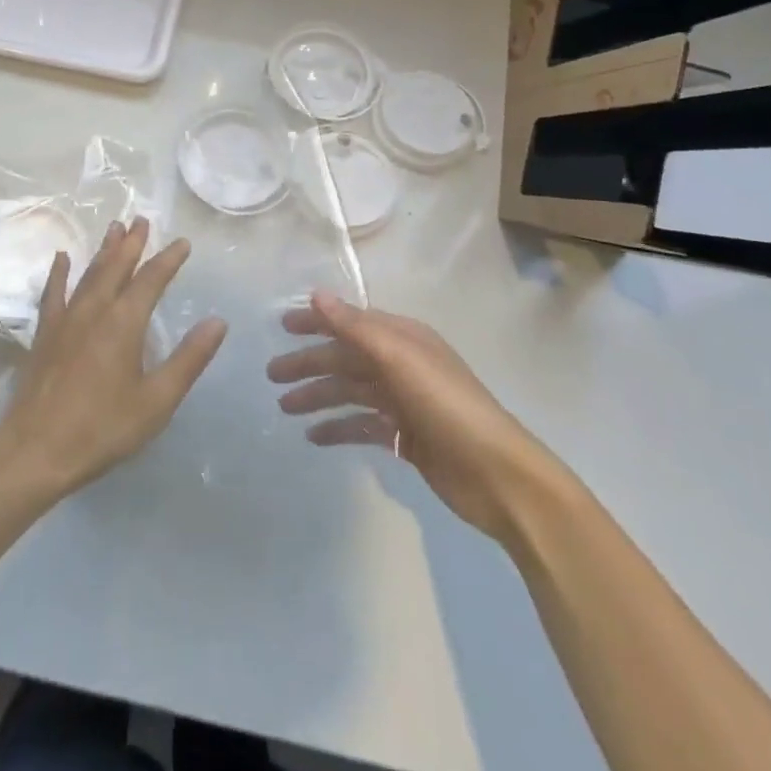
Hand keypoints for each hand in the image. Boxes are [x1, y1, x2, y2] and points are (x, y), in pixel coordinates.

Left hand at [0, 219, 226, 501]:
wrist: (36, 449)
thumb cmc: (102, 427)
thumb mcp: (156, 400)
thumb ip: (189, 359)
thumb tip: (218, 322)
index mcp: (124, 322)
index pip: (151, 279)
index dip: (168, 259)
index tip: (182, 242)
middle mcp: (94, 309)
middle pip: (116, 266)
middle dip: (132, 243)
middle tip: (142, 220)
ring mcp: (65, 319)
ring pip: (89, 273)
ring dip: (104, 250)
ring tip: (114, 229)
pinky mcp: (45, 333)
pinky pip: (53, 292)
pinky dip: (60, 272)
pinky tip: (62, 258)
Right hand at [268, 292, 561, 541]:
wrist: (498, 476)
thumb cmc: (447, 407)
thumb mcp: (399, 359)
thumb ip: (356, 328)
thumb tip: (317, 294)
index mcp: (403, 339)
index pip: (351, 322)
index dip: (317, 322)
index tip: (282, 325)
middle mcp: (402, 365)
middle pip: (346, 359)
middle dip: (310, 364)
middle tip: (271, 375)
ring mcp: (404, 403)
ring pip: (351, 392)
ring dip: (318, 397)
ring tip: (284, 408)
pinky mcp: (407, 438)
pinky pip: (363, 426)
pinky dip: (339, 428)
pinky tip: (314, 437)